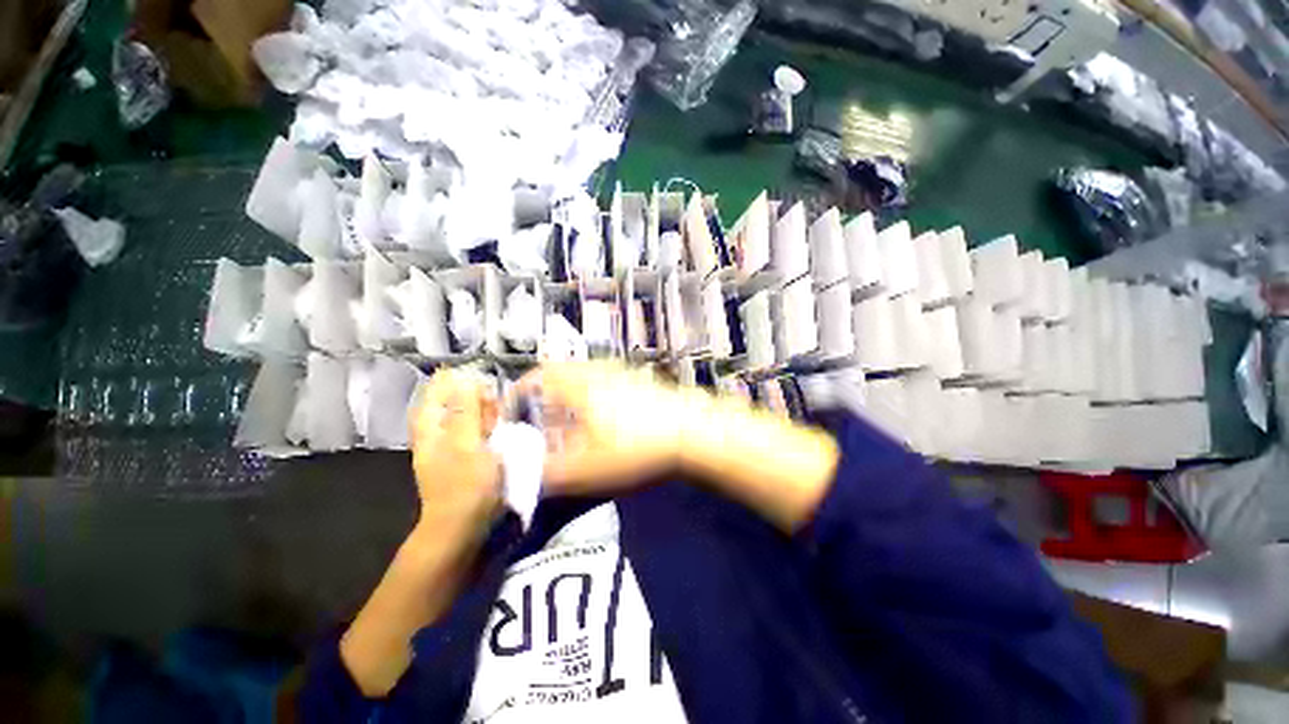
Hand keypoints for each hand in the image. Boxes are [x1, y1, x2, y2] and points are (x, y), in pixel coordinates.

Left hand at [409, 369, 501, 528]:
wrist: (464, 526)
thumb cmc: (464, 484)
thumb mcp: (466, 444)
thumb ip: (466, 412)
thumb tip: (465, 380)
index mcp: (431, 429)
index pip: (435, 393)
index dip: (453, 380)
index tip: (475, 373)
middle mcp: (438, 435)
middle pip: (452, 404)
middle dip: (473, 397)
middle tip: (493, 398)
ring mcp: (452, 448)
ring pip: (467, 419)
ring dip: (483, 412)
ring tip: (500, 412)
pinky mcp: (467, 459)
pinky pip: (477, 434)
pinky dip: (488, 427)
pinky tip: (501, 428)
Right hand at [512, 361, 689, 492]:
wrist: (693, 433)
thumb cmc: (636, 448)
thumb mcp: (587, 469)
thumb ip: (548, 474)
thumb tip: (519, 475)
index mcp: (579, 385)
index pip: (537, 377)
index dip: (519, 394)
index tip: (513, 414)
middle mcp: (597, 372)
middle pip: (560, 376)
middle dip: (545, 400)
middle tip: (541, 425)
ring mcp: (621, 374)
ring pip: (583, 380)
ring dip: (569, 399)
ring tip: (570, 427)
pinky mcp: (639, 382)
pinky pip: (604, 384)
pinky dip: (592, 399)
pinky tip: (603, 423)